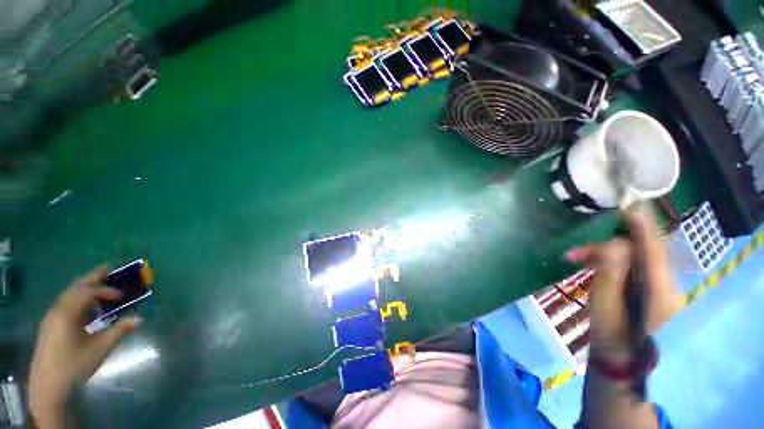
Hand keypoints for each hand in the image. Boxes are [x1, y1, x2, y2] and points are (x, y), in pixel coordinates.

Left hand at [29, 266, 137, 427]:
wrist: (48, 385)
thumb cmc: (74, 365)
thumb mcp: (99, 349)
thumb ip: (118, 331)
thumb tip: (139, 319)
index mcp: (67, 313)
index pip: (88, 292)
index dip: (106, 290)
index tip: (122, 296)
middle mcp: (56, 310)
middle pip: (75, 287)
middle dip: (92, 277)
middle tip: (108, 268)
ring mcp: (51, 317)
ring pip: (68, 294)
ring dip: (84, 287)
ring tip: (99, 286)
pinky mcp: (49, 325)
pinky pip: (64, 303)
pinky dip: (78, 298)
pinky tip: (86, 308)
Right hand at [565, 205, 683, 356]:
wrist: (618, 356)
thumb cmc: (609, 332)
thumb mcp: (604, 302)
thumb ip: (610, 271)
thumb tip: (613, 244)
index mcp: (660, 291)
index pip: (653, 250)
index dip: (641, 226)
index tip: (627, 207)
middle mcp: (668, 285)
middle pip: (641, 252)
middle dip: (608, 246)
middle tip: (576, 252)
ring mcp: (662, 287)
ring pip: (635, 257)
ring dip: (604, 254)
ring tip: (575, 258)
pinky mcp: (652, 288)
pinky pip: (632, 265)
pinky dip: (610, 261)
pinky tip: (589, 263)